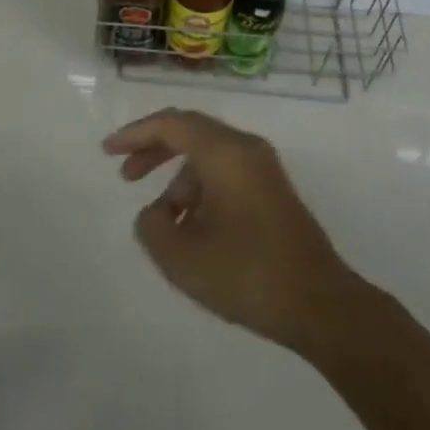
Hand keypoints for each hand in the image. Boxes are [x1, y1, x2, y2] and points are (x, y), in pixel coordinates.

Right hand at [105, 109, 364, 351]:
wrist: (321, 304)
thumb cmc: (248, 274)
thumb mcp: (183, 258)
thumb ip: (152, 227)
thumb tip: (155, 213)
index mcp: (225, 152)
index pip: (172, 124)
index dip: (135, 134)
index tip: (108, 151)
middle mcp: (246, 149)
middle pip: (191, 132)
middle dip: (154, 150)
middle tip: (126, 175)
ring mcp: (264, 169)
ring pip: (208, 158)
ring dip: (178, 181)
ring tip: (163, 224)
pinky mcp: (272, 192)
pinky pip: (226, 175)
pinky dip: (200, 191)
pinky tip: (192, 229)